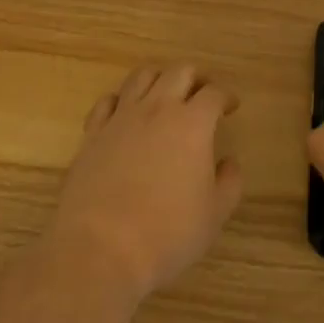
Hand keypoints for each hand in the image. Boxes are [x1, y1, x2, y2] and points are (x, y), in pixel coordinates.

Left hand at [46, 63, 243, 302]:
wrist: (100, 250)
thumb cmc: (166, 234)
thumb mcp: (214, 214)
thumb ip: (230, 182)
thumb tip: (228, 162)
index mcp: (192, 124)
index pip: (213, 93)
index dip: (226, 96)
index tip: (230, 106)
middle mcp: (157, 109)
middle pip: (179, 72)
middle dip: (196, 77)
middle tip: (202, 94)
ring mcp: (121, 118)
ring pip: (142, 76)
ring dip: (159, 79)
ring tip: (166, 95)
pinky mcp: (93, 134)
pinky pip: (107, 101)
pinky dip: (121, 100)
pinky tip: (126, 114)